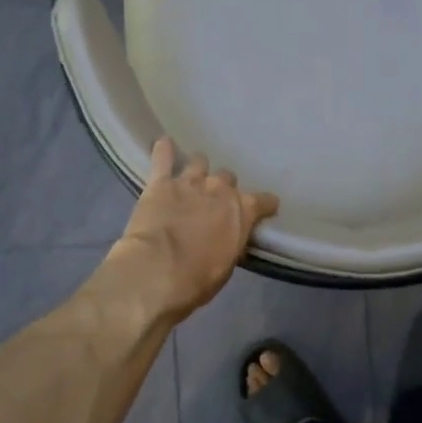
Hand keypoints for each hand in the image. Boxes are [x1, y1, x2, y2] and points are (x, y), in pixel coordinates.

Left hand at [99, 138, 279, 322]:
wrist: (157, 273)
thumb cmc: (197, 279)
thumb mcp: (226, 266)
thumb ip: (231, 243)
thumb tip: (229, 238)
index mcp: (242, 211)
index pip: (264, 201)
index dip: (265, 205)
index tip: (265, 209)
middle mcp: (220, 189)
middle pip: (227, 178)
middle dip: (223, 188)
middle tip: (214, 202)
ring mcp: (189, 182)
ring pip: (199, 162)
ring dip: (197, 170)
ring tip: (191, 179)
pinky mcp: (160, 182)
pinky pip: (163, 157)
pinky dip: (163, 149)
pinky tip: (163, 143)